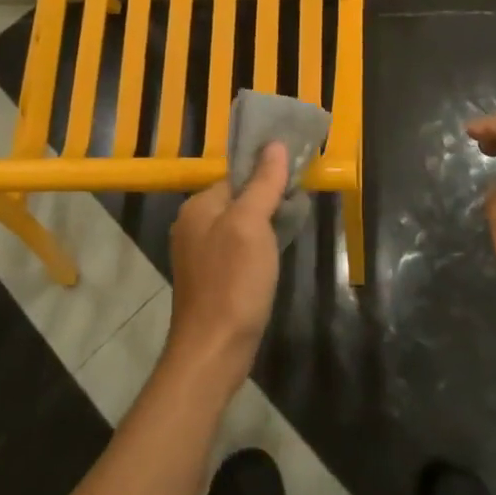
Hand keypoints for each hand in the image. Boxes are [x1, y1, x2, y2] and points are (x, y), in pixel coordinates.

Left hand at [164, 144, 289, 394]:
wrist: (214, 350)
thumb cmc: (234, 281)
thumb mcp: (252, 224)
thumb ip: (263, 183)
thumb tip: (275, 144)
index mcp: (198, 206)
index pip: (236, 175)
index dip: (267, 173)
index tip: (298, 176)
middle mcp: (193, 225)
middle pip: (239, 198)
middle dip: (269, 198)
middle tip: (301, 202)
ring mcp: (200, 254)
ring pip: (241, 224)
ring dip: (267, 223)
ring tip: (295, 224)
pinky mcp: (212, 278)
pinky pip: (239, 248)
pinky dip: (259, 246)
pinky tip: (277, 253)